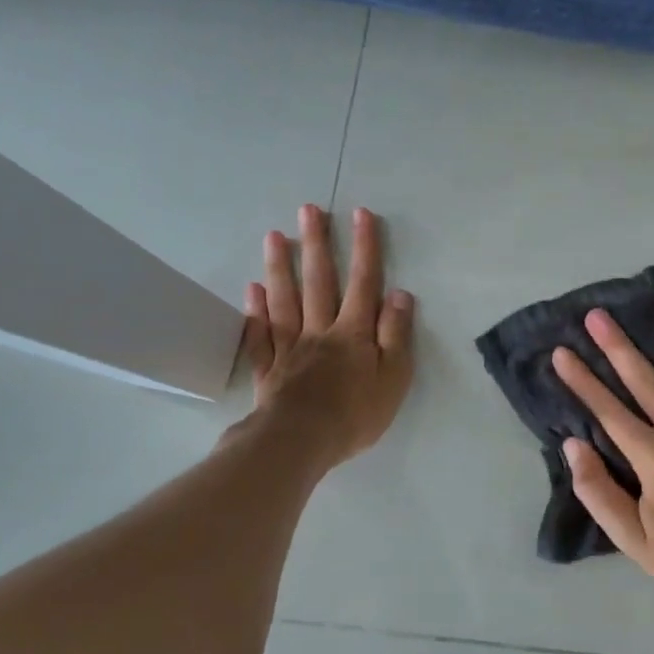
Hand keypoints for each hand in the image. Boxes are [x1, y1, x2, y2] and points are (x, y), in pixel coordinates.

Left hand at [241, 205, 414, 467]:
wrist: (300, 443)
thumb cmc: (355, 413)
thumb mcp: (393, 378)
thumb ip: (396, 335)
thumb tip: (401, 295)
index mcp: (353, 333)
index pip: (364, 282)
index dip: (365, 248)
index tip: (361, 214)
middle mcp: (320, 331)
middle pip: (319, 282)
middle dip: (316, 244)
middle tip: (308, 210)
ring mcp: (289, 348)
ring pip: (284, 300)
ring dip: (280, 266)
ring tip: (275, 236)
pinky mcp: (268, 369)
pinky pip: (260, 335)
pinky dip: (255, 311)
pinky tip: (252, 290)